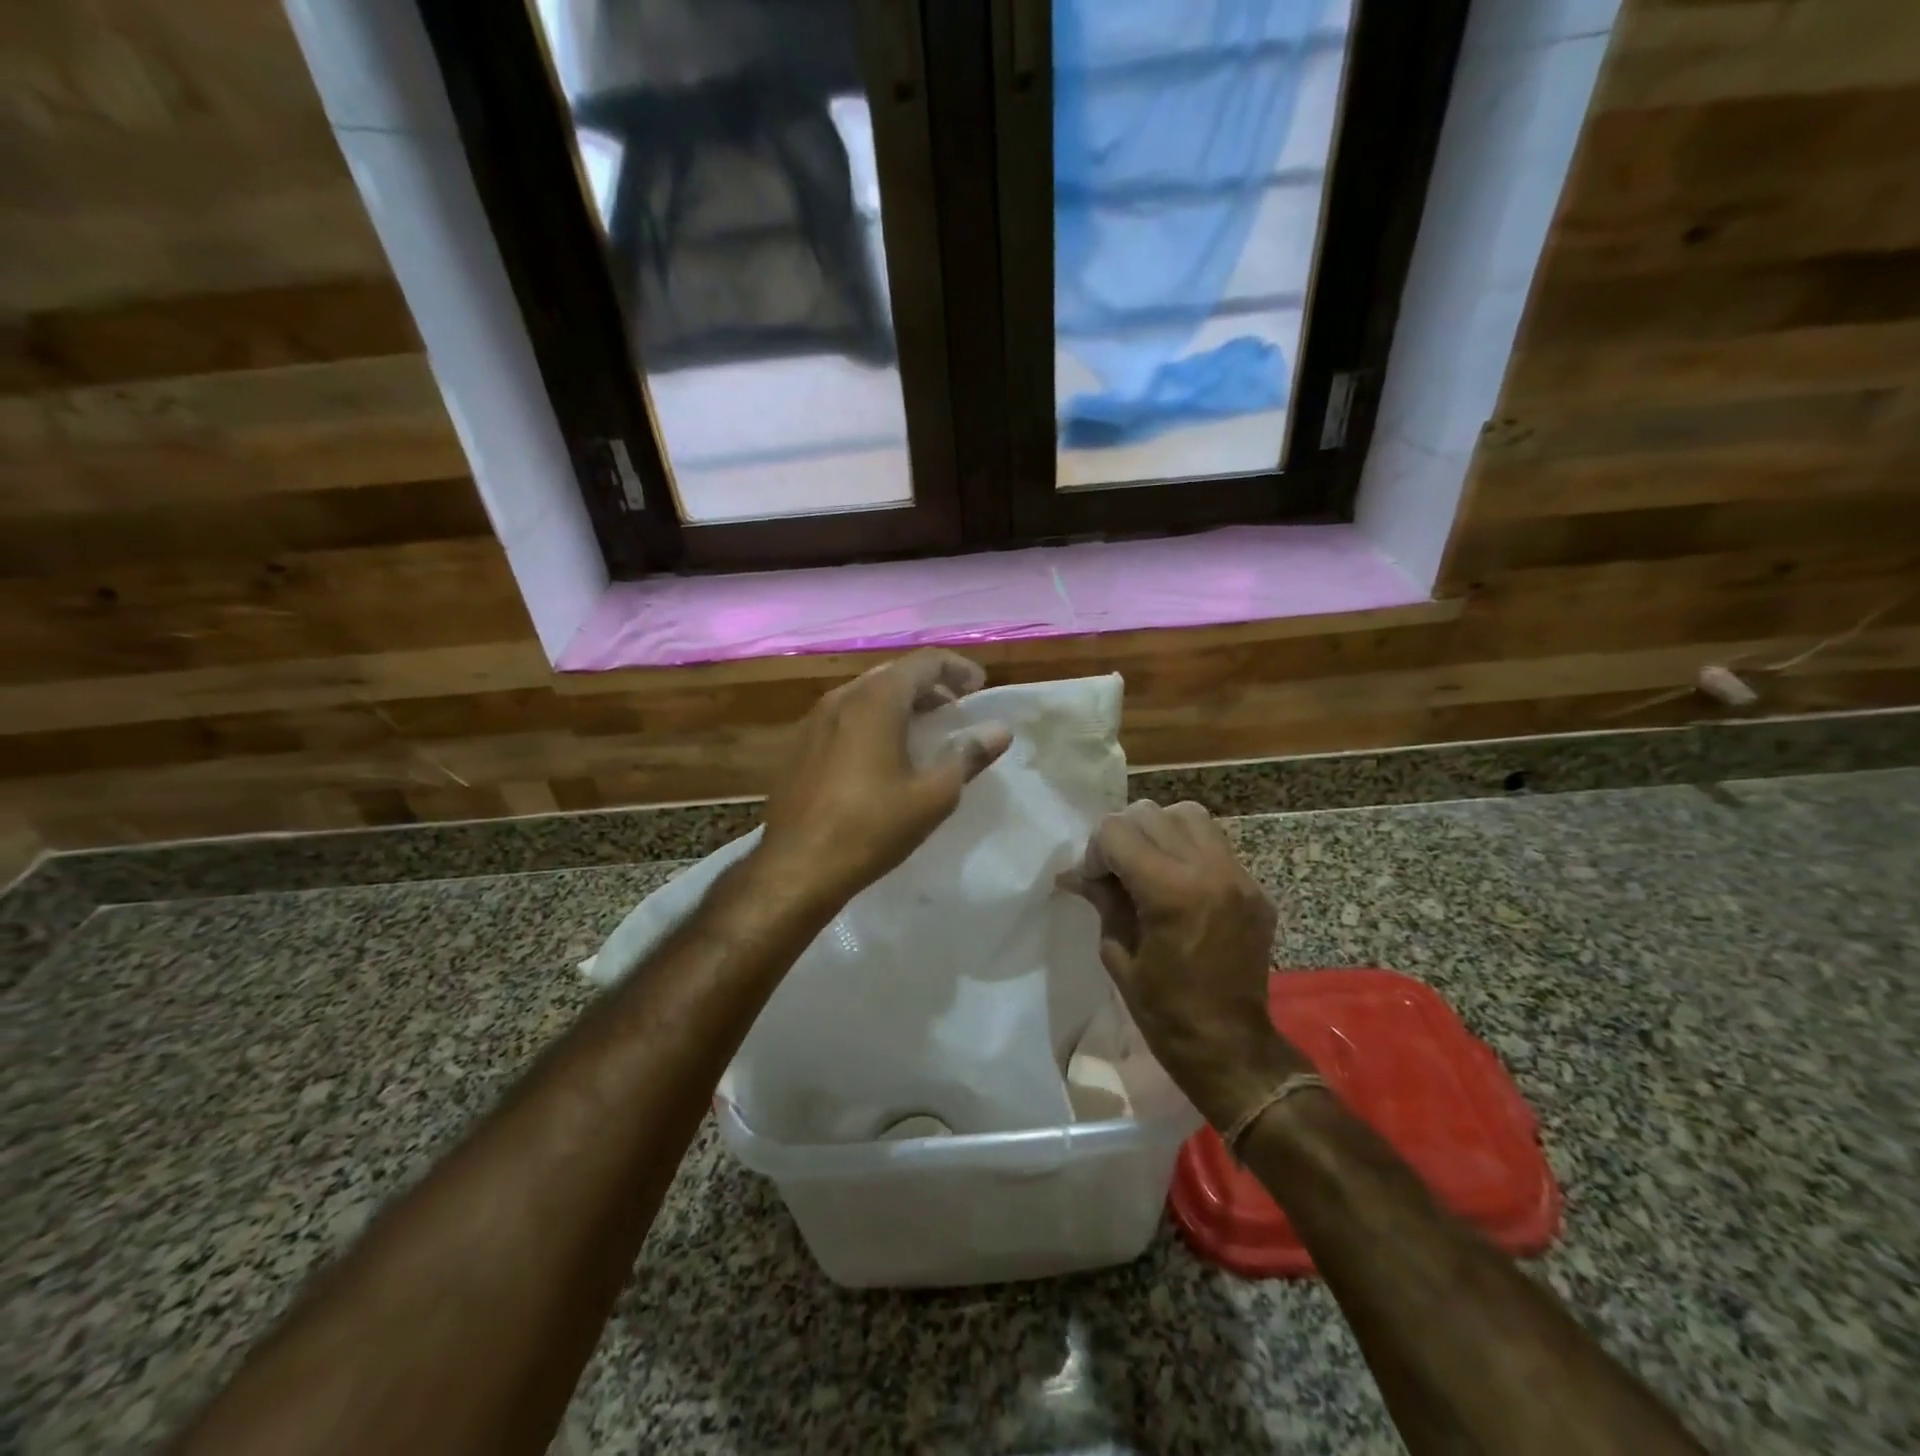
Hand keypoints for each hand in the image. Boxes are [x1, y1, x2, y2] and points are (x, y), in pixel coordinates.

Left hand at [757, 650, 1011, 907]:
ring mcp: (815, 721)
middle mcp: (842, 698)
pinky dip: (874, 722)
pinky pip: (846, 718)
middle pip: (894, 674)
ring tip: (924, 733)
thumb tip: (999, 731)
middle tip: (955, 711)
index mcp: (876, 700)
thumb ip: (968, 755)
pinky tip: (884, 756)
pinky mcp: (800, 746)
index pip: (925, 662)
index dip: (958, 669)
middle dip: (930, 687)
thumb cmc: (871, 827)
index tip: (979, 689)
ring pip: (867, 696)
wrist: (796, 867)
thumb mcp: (933, 795)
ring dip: (901, 705)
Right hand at [1061, 800, 1310, 1127]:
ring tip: (1150, 864)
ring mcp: (1238, 876)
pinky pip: (1215, 843)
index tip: (1094, 881)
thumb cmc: (1164, 1011)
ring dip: (1159, 830)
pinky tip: (1180, 881)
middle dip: (1123, 836)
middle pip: (1150, 814)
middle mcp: (1208, 871)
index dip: (1095, 852)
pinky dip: (1189, 848)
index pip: (1117, 831)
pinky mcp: (1255, 887)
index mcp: (1170, 892)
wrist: (1230, 1046)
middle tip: (1117, 871)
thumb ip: (1102, 900)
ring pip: (1188, 815)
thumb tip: (1074, 872)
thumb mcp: (1117, 954)